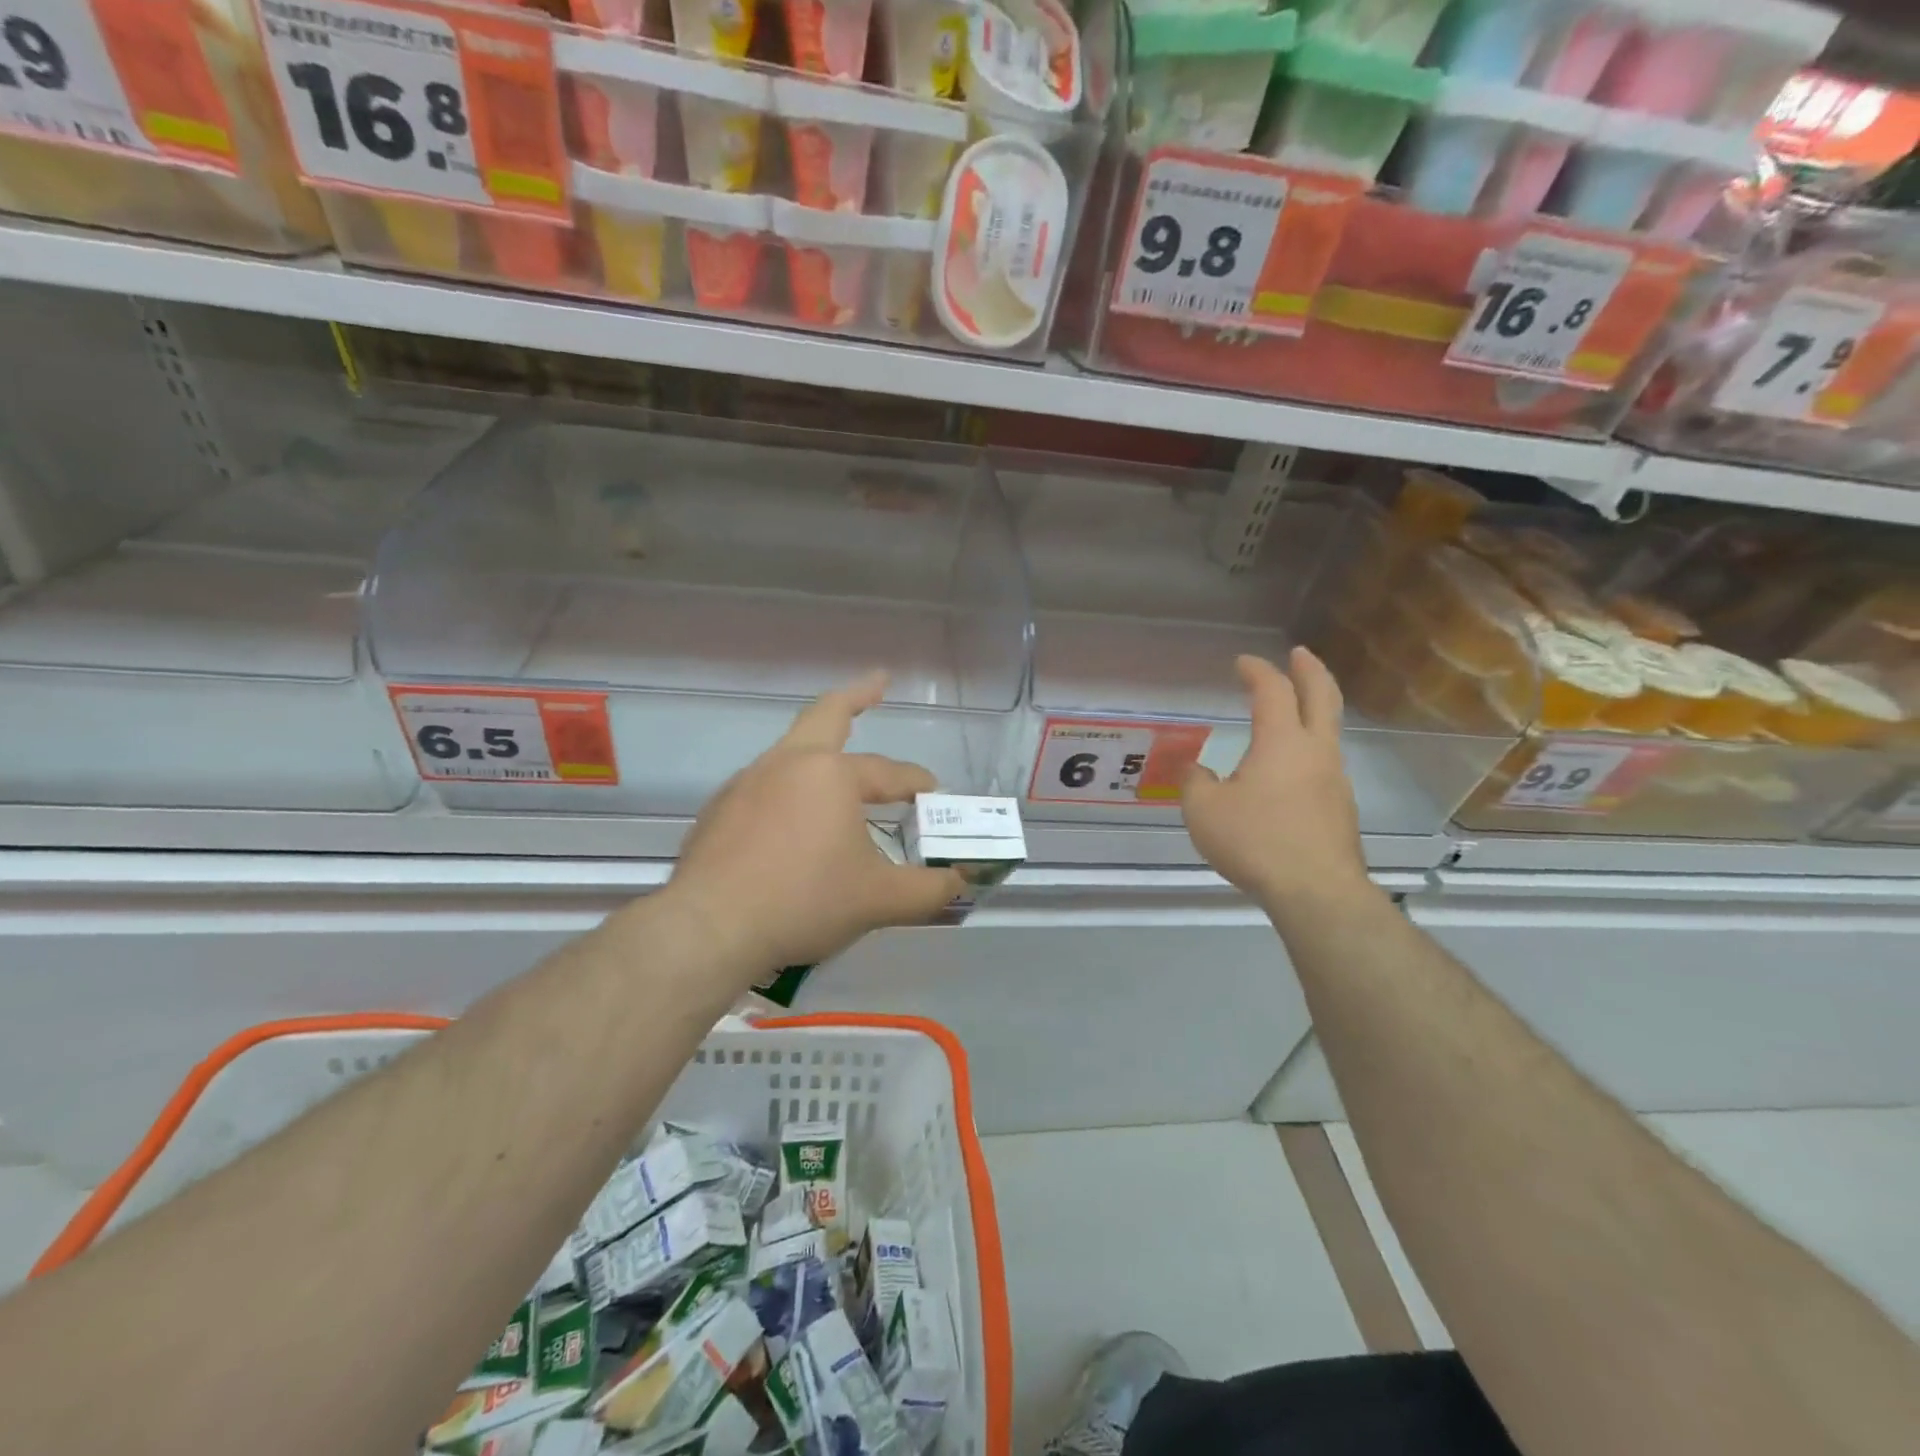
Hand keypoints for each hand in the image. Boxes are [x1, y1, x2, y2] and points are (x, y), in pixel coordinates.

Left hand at [664, 672, 967, 979]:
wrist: (710, 929)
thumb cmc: (804, 902)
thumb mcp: (879, 900)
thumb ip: (929, 889)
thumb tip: (958, 881)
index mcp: (831, 775)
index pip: (889, 772)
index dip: (918, 783)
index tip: (935, 796)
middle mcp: (787, 764)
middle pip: (827, 714)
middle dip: (857, 695)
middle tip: (879, 682)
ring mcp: (747, 783)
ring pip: (792, 751)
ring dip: (820, 747)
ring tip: (839, 769)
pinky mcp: (719, 810)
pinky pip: (765, 785)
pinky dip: (789, 787)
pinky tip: (793, 820)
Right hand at [1182, 650, 1370, 919]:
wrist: (1316, 891)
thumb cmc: (1256, 841)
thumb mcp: (1204, 811)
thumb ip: (1195, 782)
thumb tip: (1195, 769)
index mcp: (1281, 742)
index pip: (1273, 690)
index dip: (1257, 671)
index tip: (1243, 662)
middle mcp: (1315, 751)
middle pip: (1322, 696)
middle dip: (1310, 670)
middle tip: (1299, 653)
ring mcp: (1335, 779)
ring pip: (1328, 731)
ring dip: (1313, 710)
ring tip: (1290, 714)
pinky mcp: (1340, 808)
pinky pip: (1324, 764)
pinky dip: (1308, 749)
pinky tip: (1288, 772)